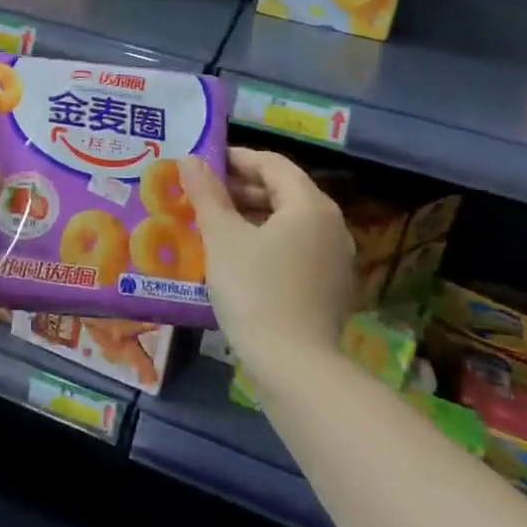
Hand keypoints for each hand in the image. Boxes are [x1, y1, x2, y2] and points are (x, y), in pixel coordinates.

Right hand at [180, 148, 355, 371]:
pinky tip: (237, 258)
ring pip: (289, 222)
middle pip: (283, 191)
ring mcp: (335, 260)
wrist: (294, 367)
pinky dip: (266, 242)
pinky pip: (295, 249)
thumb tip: (191, 158)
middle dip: (241, 189)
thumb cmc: (255, 290)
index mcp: (310, 205)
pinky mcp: (330, 288)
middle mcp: (331, 225)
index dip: (235, 159)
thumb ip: (206, 193)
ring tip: (213, 224)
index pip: (272, 164)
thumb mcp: (222, 237)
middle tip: (202, 194)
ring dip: (251, 216)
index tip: (202, 165)